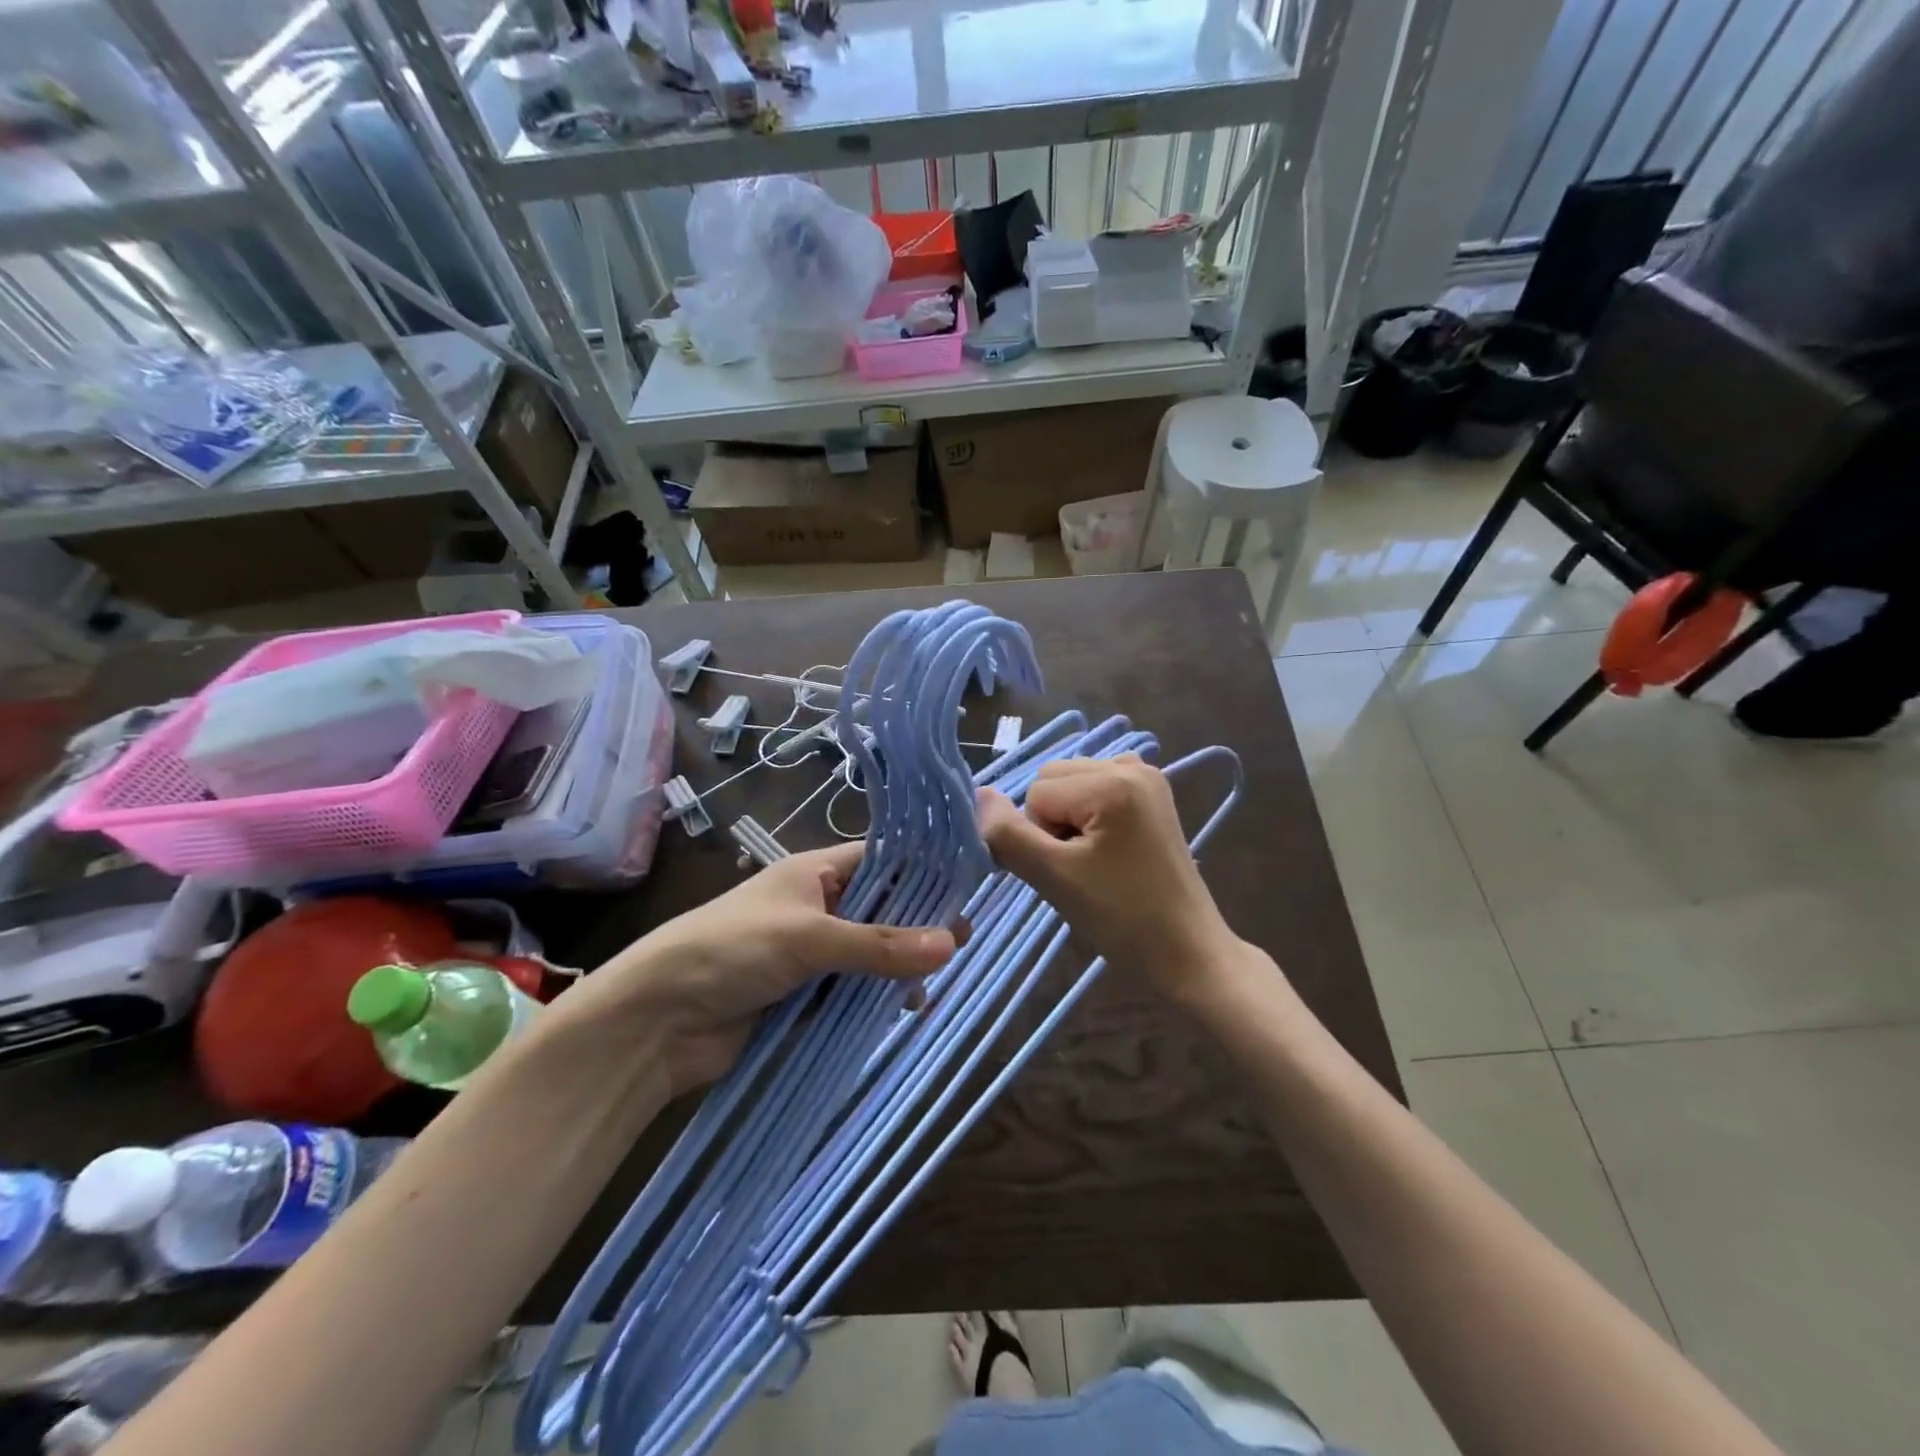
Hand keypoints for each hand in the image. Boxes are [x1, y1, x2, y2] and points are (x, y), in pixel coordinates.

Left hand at [575, 843, 956, 1097]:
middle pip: (881, 909)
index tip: (966, 888)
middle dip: (917, 924)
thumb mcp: (810, 938)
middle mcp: (817, 907)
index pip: (881, 860)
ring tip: (933, 982)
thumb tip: (952, 943)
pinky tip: (904, 1009)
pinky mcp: (803, 996)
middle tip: (961, 942)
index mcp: (815, 873)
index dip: (922, 871)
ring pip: (870, 954)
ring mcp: (810, 953)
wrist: (657, 1020)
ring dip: (899, 966)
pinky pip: (852, 991)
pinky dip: (877, 998)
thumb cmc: (732, 950)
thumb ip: (880, 944)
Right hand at [978, 755, 1253, 1013]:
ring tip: (1096, 862)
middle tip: (1082, 869)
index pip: (1035, 793)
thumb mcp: (1054, 877)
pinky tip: (1108, 848)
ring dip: (1069, 822)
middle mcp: (1132, 765)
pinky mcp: (1152, 795)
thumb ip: (1008, 834)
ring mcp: (1147, 777)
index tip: (1070, 873)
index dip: (1039, 838)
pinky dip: (1090, 815)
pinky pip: (1096, 790)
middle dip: (1053, 824)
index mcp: (1113, 780)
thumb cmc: (1121, 919)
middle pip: (1052, 781)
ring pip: (1070, 786)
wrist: (1187, 953)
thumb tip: (977, 795)